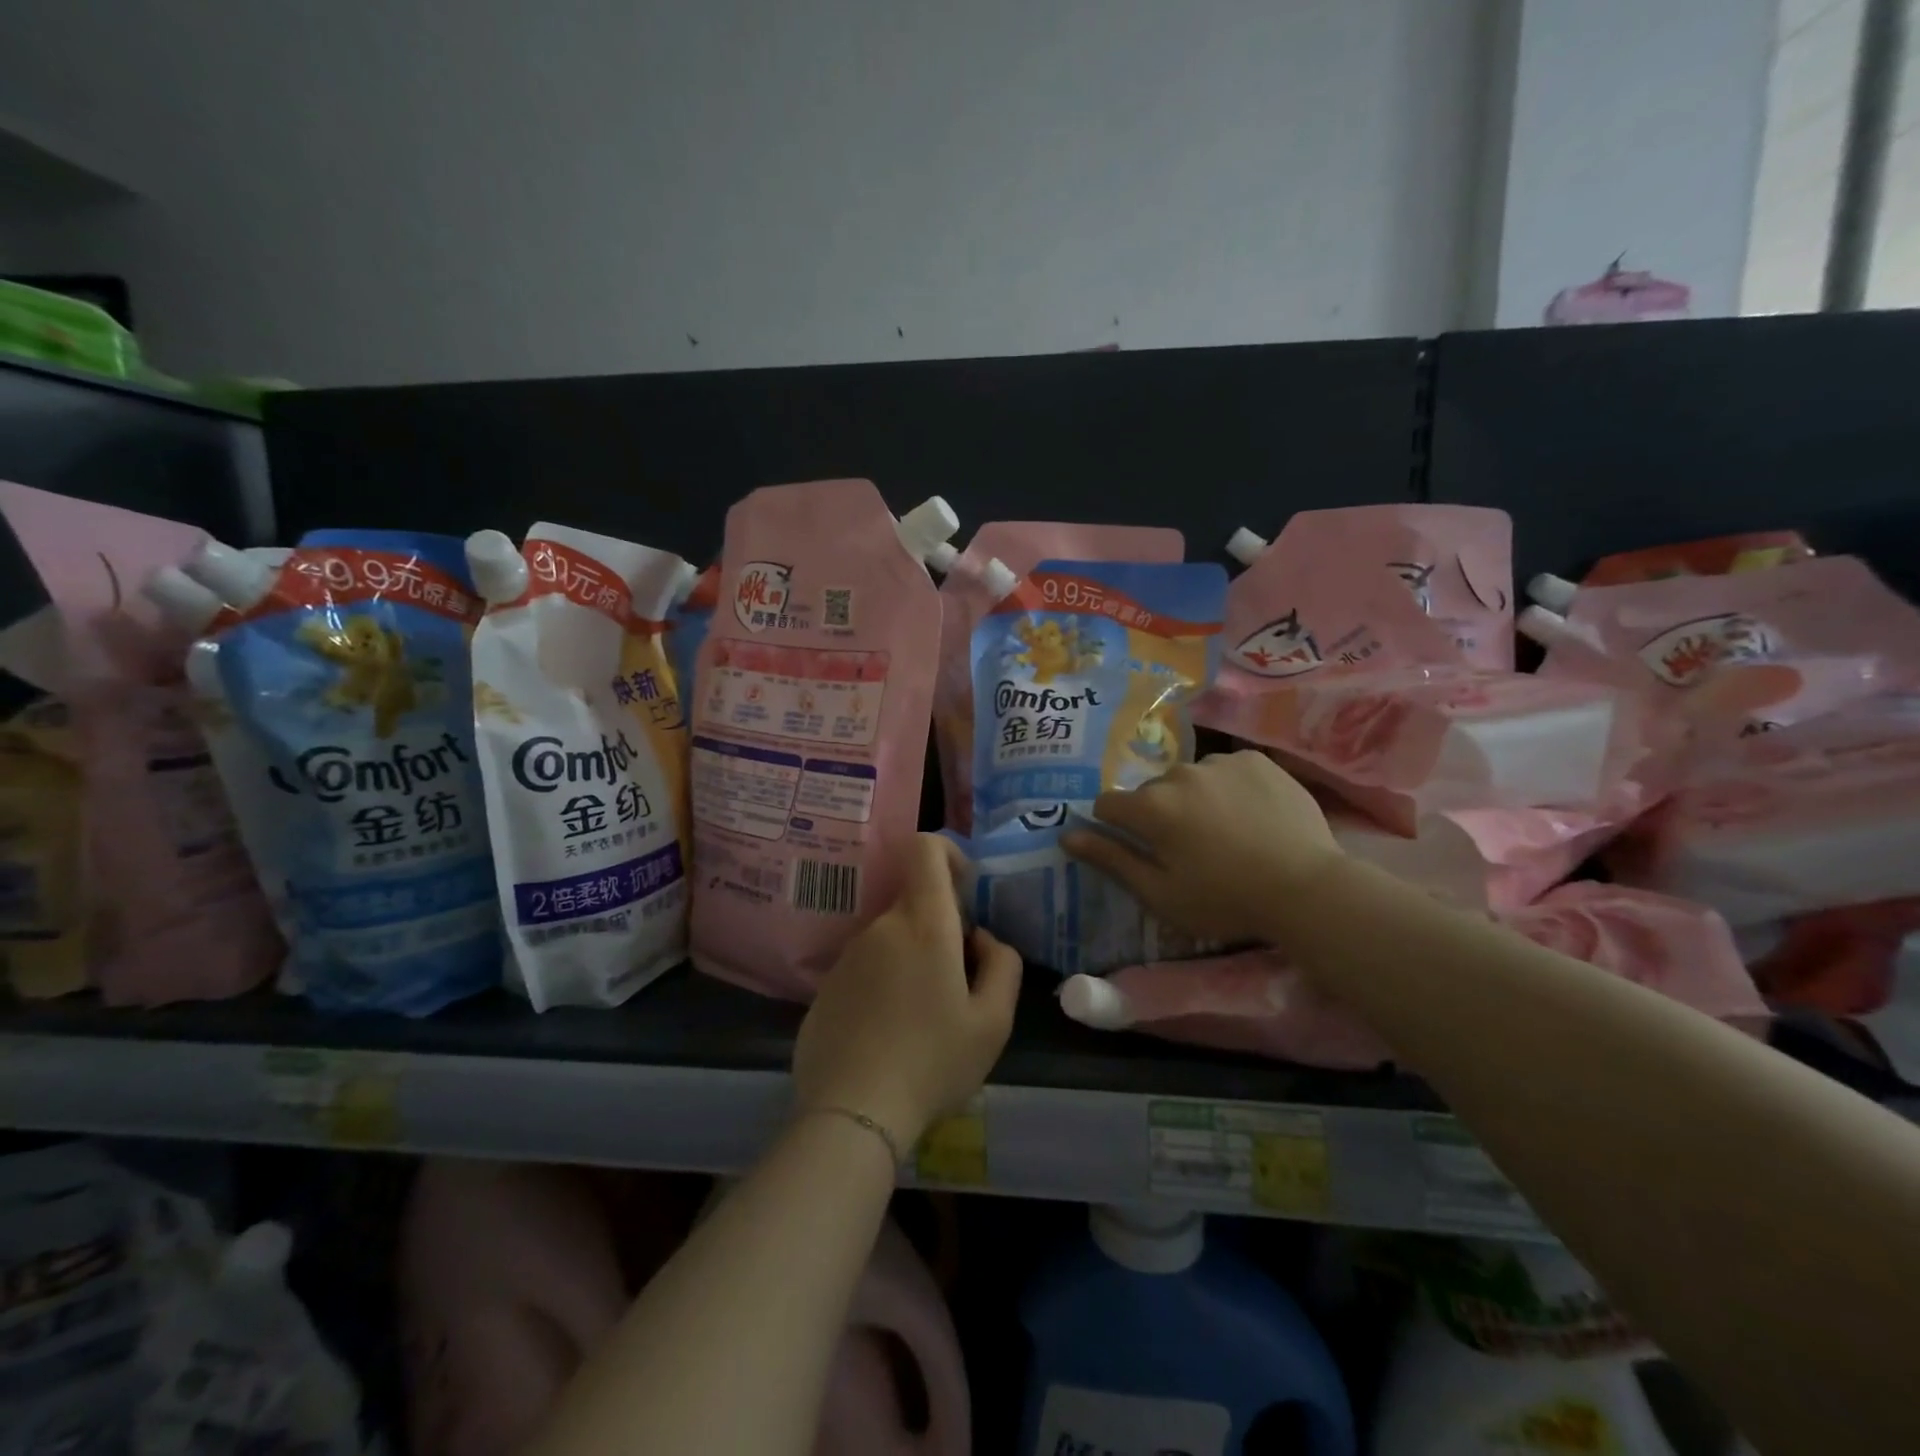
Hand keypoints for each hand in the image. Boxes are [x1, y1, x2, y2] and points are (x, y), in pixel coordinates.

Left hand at [792, 834, 1022, 1148]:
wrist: (853, 1112)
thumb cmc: (934, 1062)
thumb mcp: (994, 1021)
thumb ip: (1003, 964)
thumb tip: (981, 938)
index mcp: (924, 923)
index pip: (924, 849)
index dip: (947, 853)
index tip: (964, 890)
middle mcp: (881, 927)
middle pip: (914, 902)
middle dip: (941, 928)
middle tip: (958, 983)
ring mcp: (848, 955)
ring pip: (892, 937)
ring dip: (913, 959)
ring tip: (924, 1018)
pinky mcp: (827, 985)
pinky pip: (866, 967)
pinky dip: (884, 984)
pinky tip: (890, 1035)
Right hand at [1062, 750, 1341, 945]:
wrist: (1307, 888)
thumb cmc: (1225, 900)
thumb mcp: (1159, 893)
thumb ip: (1110, 859)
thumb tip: (1066, 834)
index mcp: (1150, 806)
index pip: (1108, 805)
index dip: (1116, 828)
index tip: (1140, 849)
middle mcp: (1178, 773)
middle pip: (1151, 791)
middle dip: (1159, 814)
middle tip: (1190, 849)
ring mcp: (1219, 762)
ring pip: (1190, 779)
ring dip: (1195, 799)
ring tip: (1227, 832)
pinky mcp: (1255, 759)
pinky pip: (1226, 770)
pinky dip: (1229, 788)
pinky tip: (1252, 815)